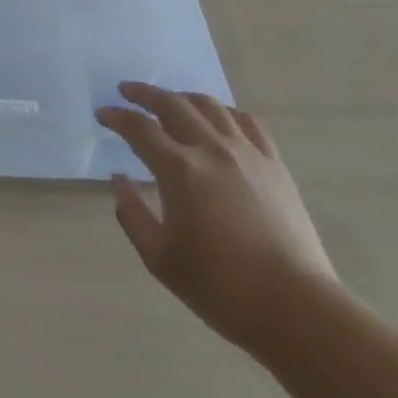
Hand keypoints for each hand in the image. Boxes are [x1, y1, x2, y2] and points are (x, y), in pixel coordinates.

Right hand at [96, 84, 335, 350]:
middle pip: (172, 104)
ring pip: (209, 106)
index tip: (102, 114)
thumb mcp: (159, 258)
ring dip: (182, 97)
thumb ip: (132, 214)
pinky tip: (219, 118)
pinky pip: (246, 121)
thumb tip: (118, 179)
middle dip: (144, 94)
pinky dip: (225, 111)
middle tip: (126, 91)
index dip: (116, 117)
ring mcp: (247, 152)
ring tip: (170, 101)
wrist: (295, 307)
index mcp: (178, 169)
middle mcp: (210, 149)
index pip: (139, 128)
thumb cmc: (220, 287)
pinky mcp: (274, 164)